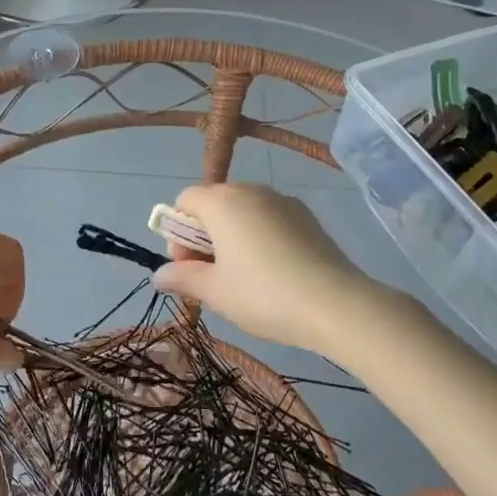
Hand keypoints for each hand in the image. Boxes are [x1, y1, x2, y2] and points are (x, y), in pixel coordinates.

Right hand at [152, 184, 394, 362]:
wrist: (337, 305)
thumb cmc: (264, 295)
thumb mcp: (214, 292)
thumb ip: (182, 277)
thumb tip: (160, 275)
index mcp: (222, 202)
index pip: (185, 200)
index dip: (177, 233)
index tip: (189, 267)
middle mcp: (251, 191)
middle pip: (213, 203)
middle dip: (203, 236)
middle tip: (212, 277)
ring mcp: (282, 201)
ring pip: (243, 211)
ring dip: (232, 236)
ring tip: (243, 278)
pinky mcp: (307, 217)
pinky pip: (269, 219)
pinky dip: (260, 237)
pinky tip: (273, 272)